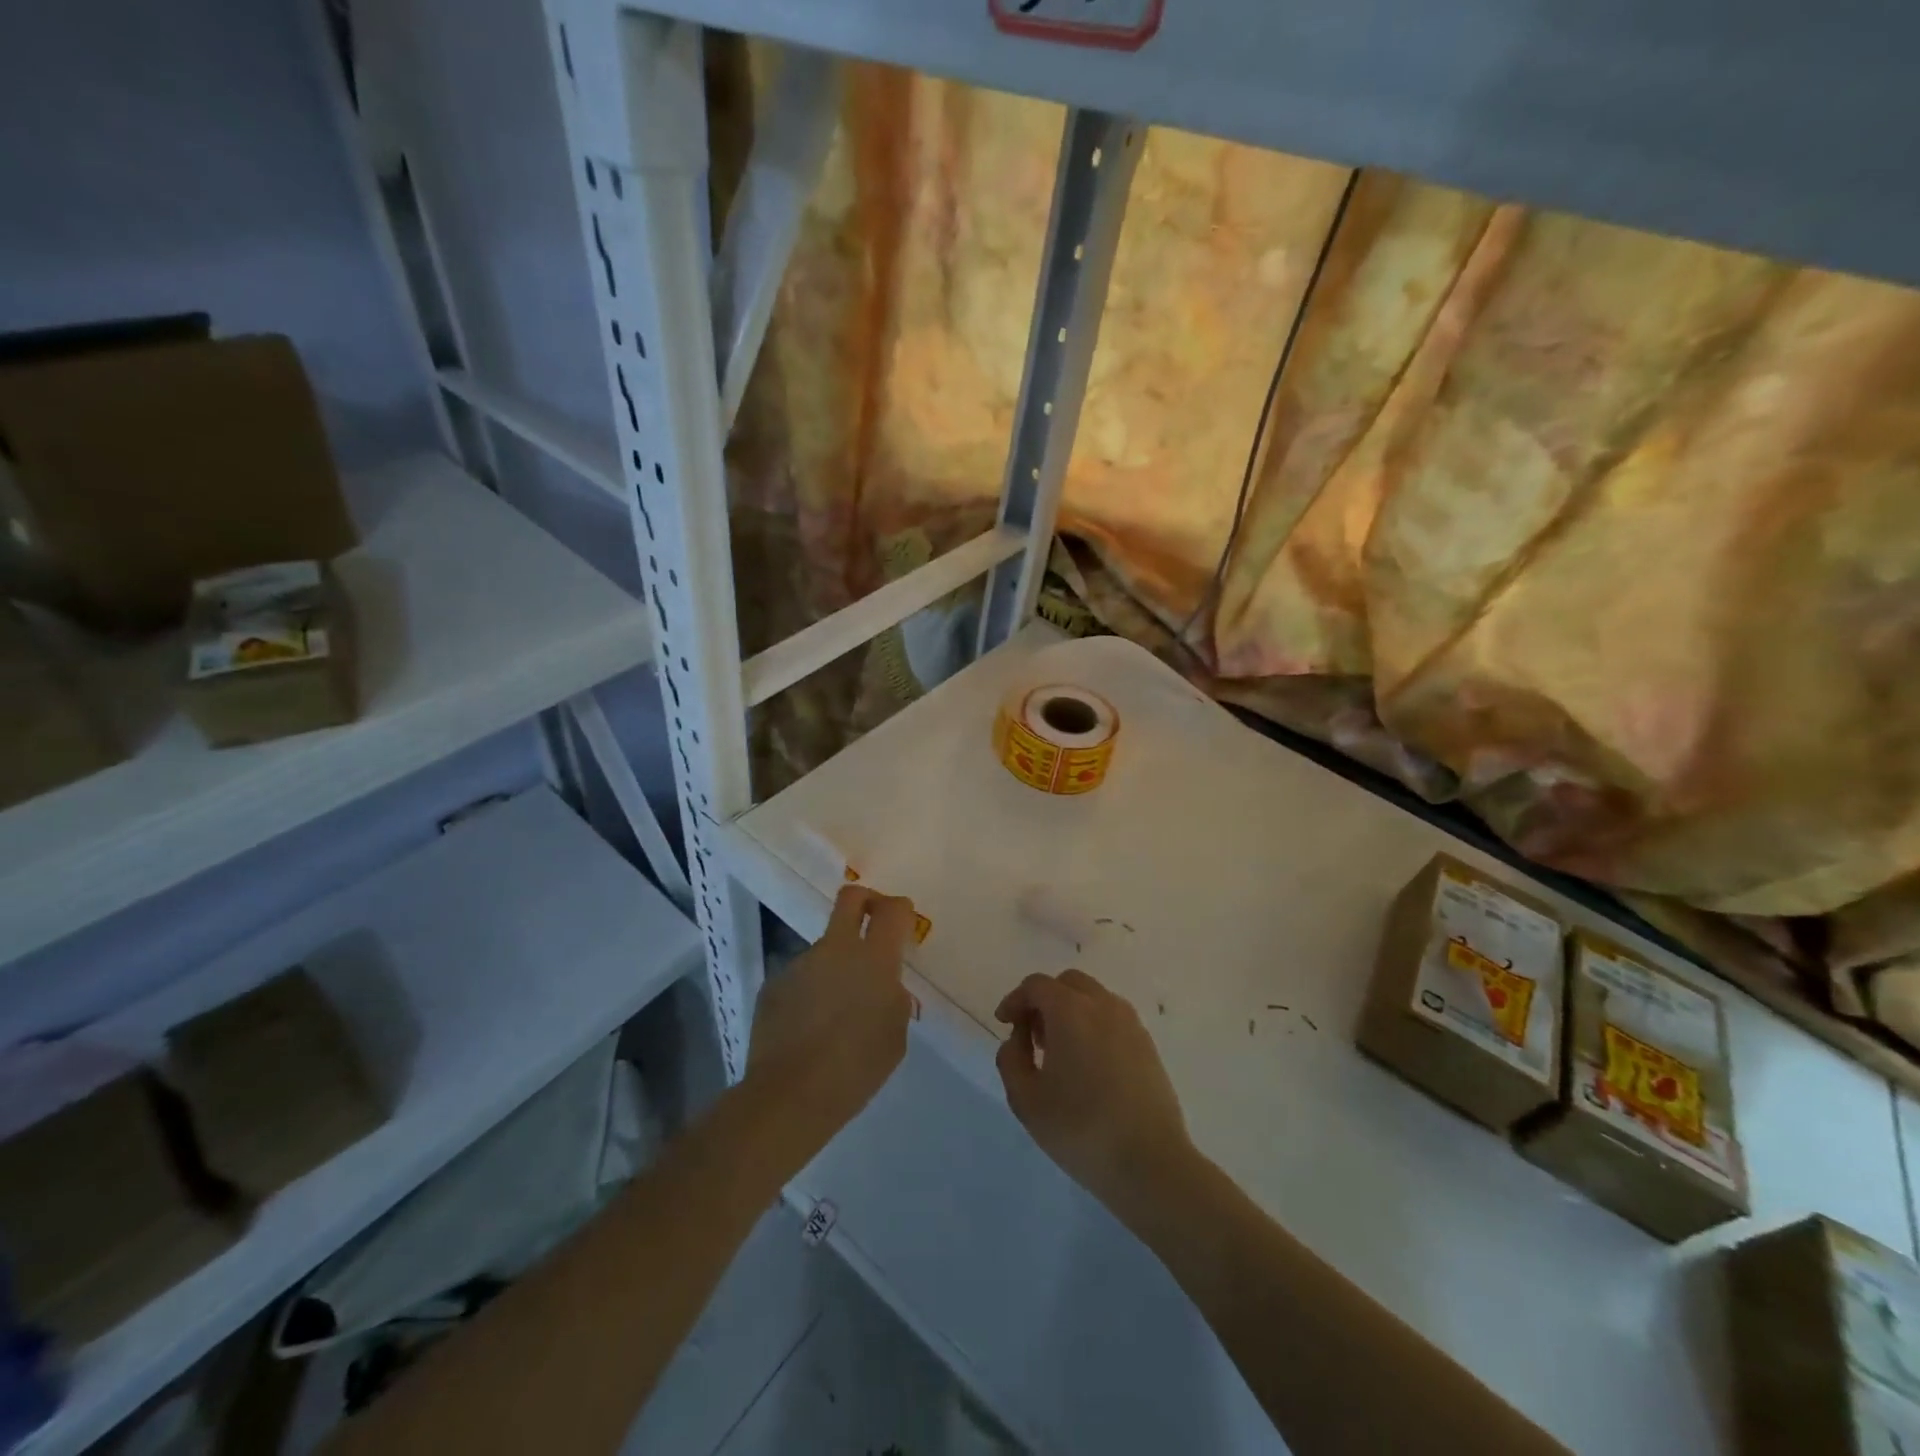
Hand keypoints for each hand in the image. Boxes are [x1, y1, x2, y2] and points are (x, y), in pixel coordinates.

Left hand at [749, 884, 915, 1153]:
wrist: (790, 1095)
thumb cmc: (857, 1068)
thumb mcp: (895, 1035)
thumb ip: (894, 999)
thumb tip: (884, 987)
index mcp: (874, 959)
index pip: (893, 909)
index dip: (900, 909)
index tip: (902, 924)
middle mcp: (836, 949)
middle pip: (851, 898)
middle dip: (866, 900)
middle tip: (872, 920)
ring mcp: (801, 963)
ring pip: (825, 949)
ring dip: (835, 967)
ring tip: (835, 1012)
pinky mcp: (774, 984)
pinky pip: (801, 978)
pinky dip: (810, 993)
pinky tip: (808, 1028)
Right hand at [994, 969, 1193, 1212]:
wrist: (1150, 1162)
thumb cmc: (1081, 1129)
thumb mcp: (1026, 1100)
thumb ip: (1011, 1060)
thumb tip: (1018, 1041)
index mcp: (1071, 1010)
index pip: (1037, 986)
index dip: (1015, 1000)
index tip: (1004, 1024)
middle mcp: (1103, 1005)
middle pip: (1068, 983)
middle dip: (1044, 1001)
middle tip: (1033, 1037)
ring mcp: (1131, 1023)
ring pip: (1093, 998)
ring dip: (1070, 1011)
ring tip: (1060, 1053)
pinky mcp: (1148, 1045)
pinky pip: (1113, 1018)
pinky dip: (1094, 1026)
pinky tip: (1088, 1065)